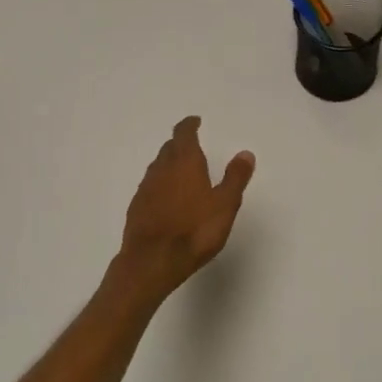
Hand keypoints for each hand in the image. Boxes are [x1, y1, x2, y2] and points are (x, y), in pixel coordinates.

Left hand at [118, 117, 255, 295]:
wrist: (152, 261)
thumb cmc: (194, 231)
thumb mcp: (225, 205)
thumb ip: (235, 178)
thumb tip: (245, 153)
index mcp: (184, 162)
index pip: (184, 134)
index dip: (189, 125)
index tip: (195, 121)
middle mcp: (161, 169)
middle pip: (169, 148)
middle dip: (180, 144)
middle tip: (192, 145)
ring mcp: (145, 188)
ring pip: (158, 166)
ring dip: (169, 163)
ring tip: (182, 170)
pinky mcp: (136, 207)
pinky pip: (150, 186)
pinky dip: (160, 184)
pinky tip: (167, 197)